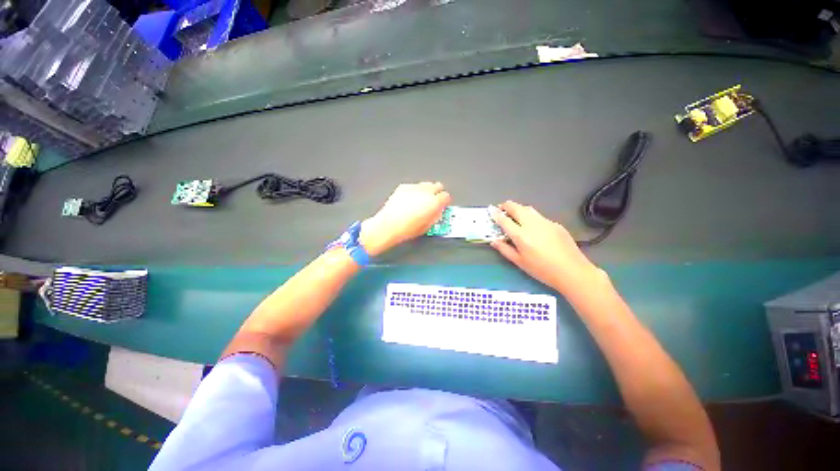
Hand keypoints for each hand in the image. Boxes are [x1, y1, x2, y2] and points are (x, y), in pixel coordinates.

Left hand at [360, 182, 450, 255]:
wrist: (388, 225)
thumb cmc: (407, 229)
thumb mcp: (427, 226)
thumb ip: (436, 216)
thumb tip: (438, 211)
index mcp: (434, 202)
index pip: (446, 196)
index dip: (444, 202)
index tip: (442, 205)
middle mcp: (425, 192)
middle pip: (438, 186)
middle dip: (437, 193)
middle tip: (433, 201)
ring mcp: (414, 187)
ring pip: (426, 184)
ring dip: (426, 191)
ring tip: (420, 201)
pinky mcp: (403, 187)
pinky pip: (413, 186)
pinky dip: (414, 191)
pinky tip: (409, 200)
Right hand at [490, 201, 604, 293]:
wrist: (572, 271)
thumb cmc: (542, 270)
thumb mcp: (520, 262)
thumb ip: (505, 249)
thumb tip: (493, 241)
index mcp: (521, 236)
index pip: (505, 220)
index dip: (496, 214)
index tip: (492, 210)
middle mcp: (532, 225)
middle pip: (517, 208)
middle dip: (507, 205)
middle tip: (501, 207)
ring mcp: (546, 222)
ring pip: (529, 209)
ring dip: (519, 208)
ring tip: (515, 214)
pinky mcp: (556, 224)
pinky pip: (540, 217)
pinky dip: (531, 217)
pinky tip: (533, 227)